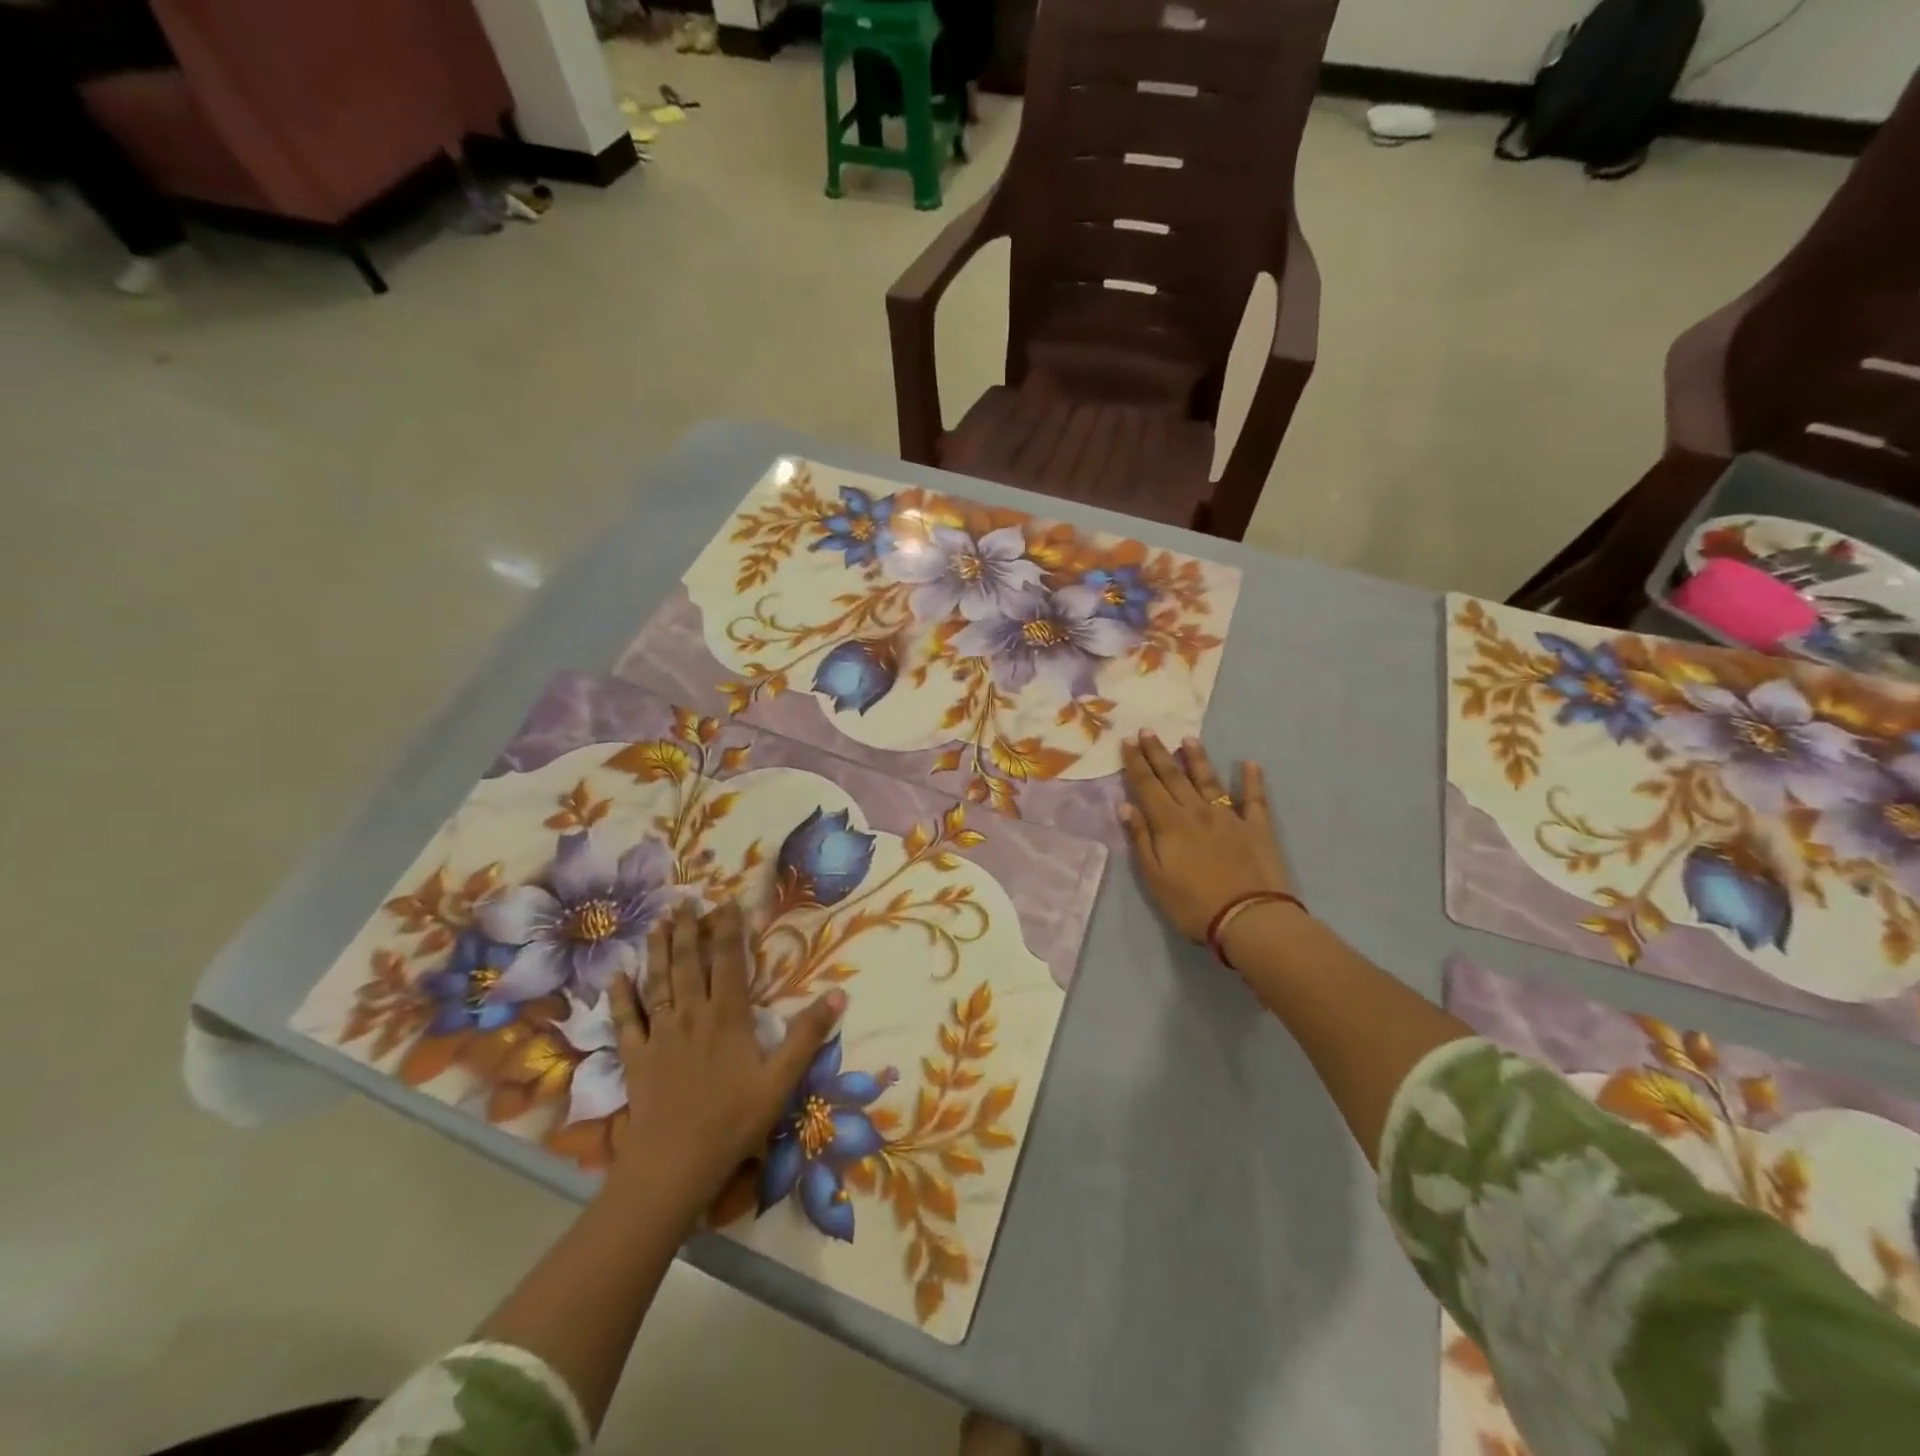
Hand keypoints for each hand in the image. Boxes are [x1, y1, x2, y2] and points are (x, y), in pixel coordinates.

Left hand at [608, 899, 842, 1216]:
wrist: (673, 1165)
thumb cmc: (733, 1121)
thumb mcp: (781, 1080)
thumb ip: (808, 1034)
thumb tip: (839, 993)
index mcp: (728, 1016)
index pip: (729, 962)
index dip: (728, 930)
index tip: (726, 903)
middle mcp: (691, 1015)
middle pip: (689, 963)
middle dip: (689, 930)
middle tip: (686, 901)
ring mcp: (660, 1034)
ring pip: (659, 982)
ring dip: (659, 950)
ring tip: (658, 922)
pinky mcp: (636, 1057)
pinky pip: (625, 1021)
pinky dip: (620, 997)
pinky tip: (616, 977)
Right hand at [1119, 732, 1292, 941]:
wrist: (1250, 918)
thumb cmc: (1193, 904)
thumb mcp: (1155, 878)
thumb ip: (1141, 840)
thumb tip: (1126, 806)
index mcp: (1170, 823)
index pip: (1148, 786)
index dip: (1136, 763)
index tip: (1127, 741)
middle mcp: (1197, 812)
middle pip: (1174, 777)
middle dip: (1159, 752)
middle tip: (1148, 730)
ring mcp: (1229, 817)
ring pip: (1209, 781)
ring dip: (1197, 759)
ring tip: (1188, 739)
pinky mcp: (1257, 828)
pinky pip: (1254, 799)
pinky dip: (1251, 780)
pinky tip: (1249, 764)